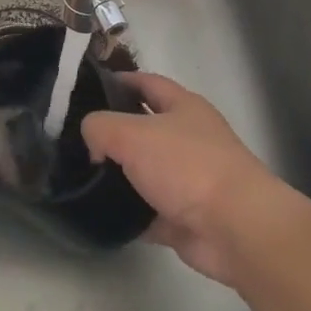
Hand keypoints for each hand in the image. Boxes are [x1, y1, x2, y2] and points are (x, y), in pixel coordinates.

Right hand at [82, 72, 298, 288]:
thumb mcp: (132, 134)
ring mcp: (188, 179)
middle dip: (113, 132)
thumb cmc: (187, 166)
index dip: (118, 80)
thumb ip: (100, 127)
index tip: (86, 88)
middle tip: (75, 138)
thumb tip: (93, 142)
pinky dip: (128, 214)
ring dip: (118, 176)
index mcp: (183, 106)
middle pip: (143, 128)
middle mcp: (188, 138)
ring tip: (80, 176)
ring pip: (144, 171)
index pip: (146, 83)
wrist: (236, 229)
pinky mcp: (185, 217)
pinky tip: (100, 214)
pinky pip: (148, 211)